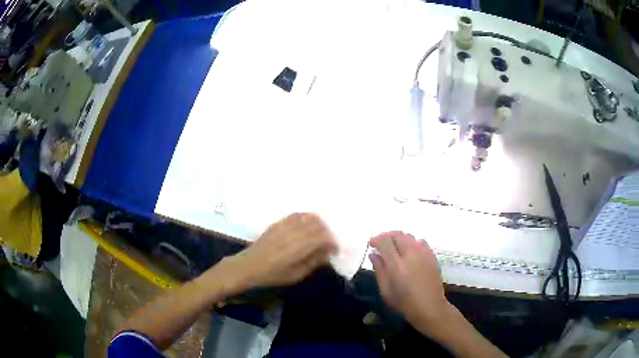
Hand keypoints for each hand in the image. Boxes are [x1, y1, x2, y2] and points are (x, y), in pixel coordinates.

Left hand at [223, 213, 336, 291]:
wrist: (250, 265)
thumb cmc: (273, 274)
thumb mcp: (297, 274)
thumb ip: (314, 262)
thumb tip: (328, 254)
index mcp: (301, 247)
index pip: (324, 237)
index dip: (333, 242)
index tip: (336, 250)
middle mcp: (295, 232)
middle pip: (319, 225)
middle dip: (328, 232)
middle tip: (329, 242)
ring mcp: (286, 225)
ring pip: (309, 217)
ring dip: (319, 223)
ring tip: (320, 233)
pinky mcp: (278, 223)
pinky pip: (296, 215)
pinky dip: (306, 217)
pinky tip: (307, 224)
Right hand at [369, 231, 448, 334]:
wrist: (430, 307)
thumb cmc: (405, 303)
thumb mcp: (386, 291)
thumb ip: (379, 270)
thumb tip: (373, 254)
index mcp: (397, 266)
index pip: (385, 242)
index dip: (376, 239)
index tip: (371, 244)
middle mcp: (411, 255)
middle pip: (397, 235)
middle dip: (387, 236)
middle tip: (381, 243)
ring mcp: (424, 254)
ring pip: (409, 236)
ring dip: (399, 238)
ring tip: (393, 246)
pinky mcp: (432, 256)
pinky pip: (420, 241)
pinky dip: (412, 242)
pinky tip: (409, 251)